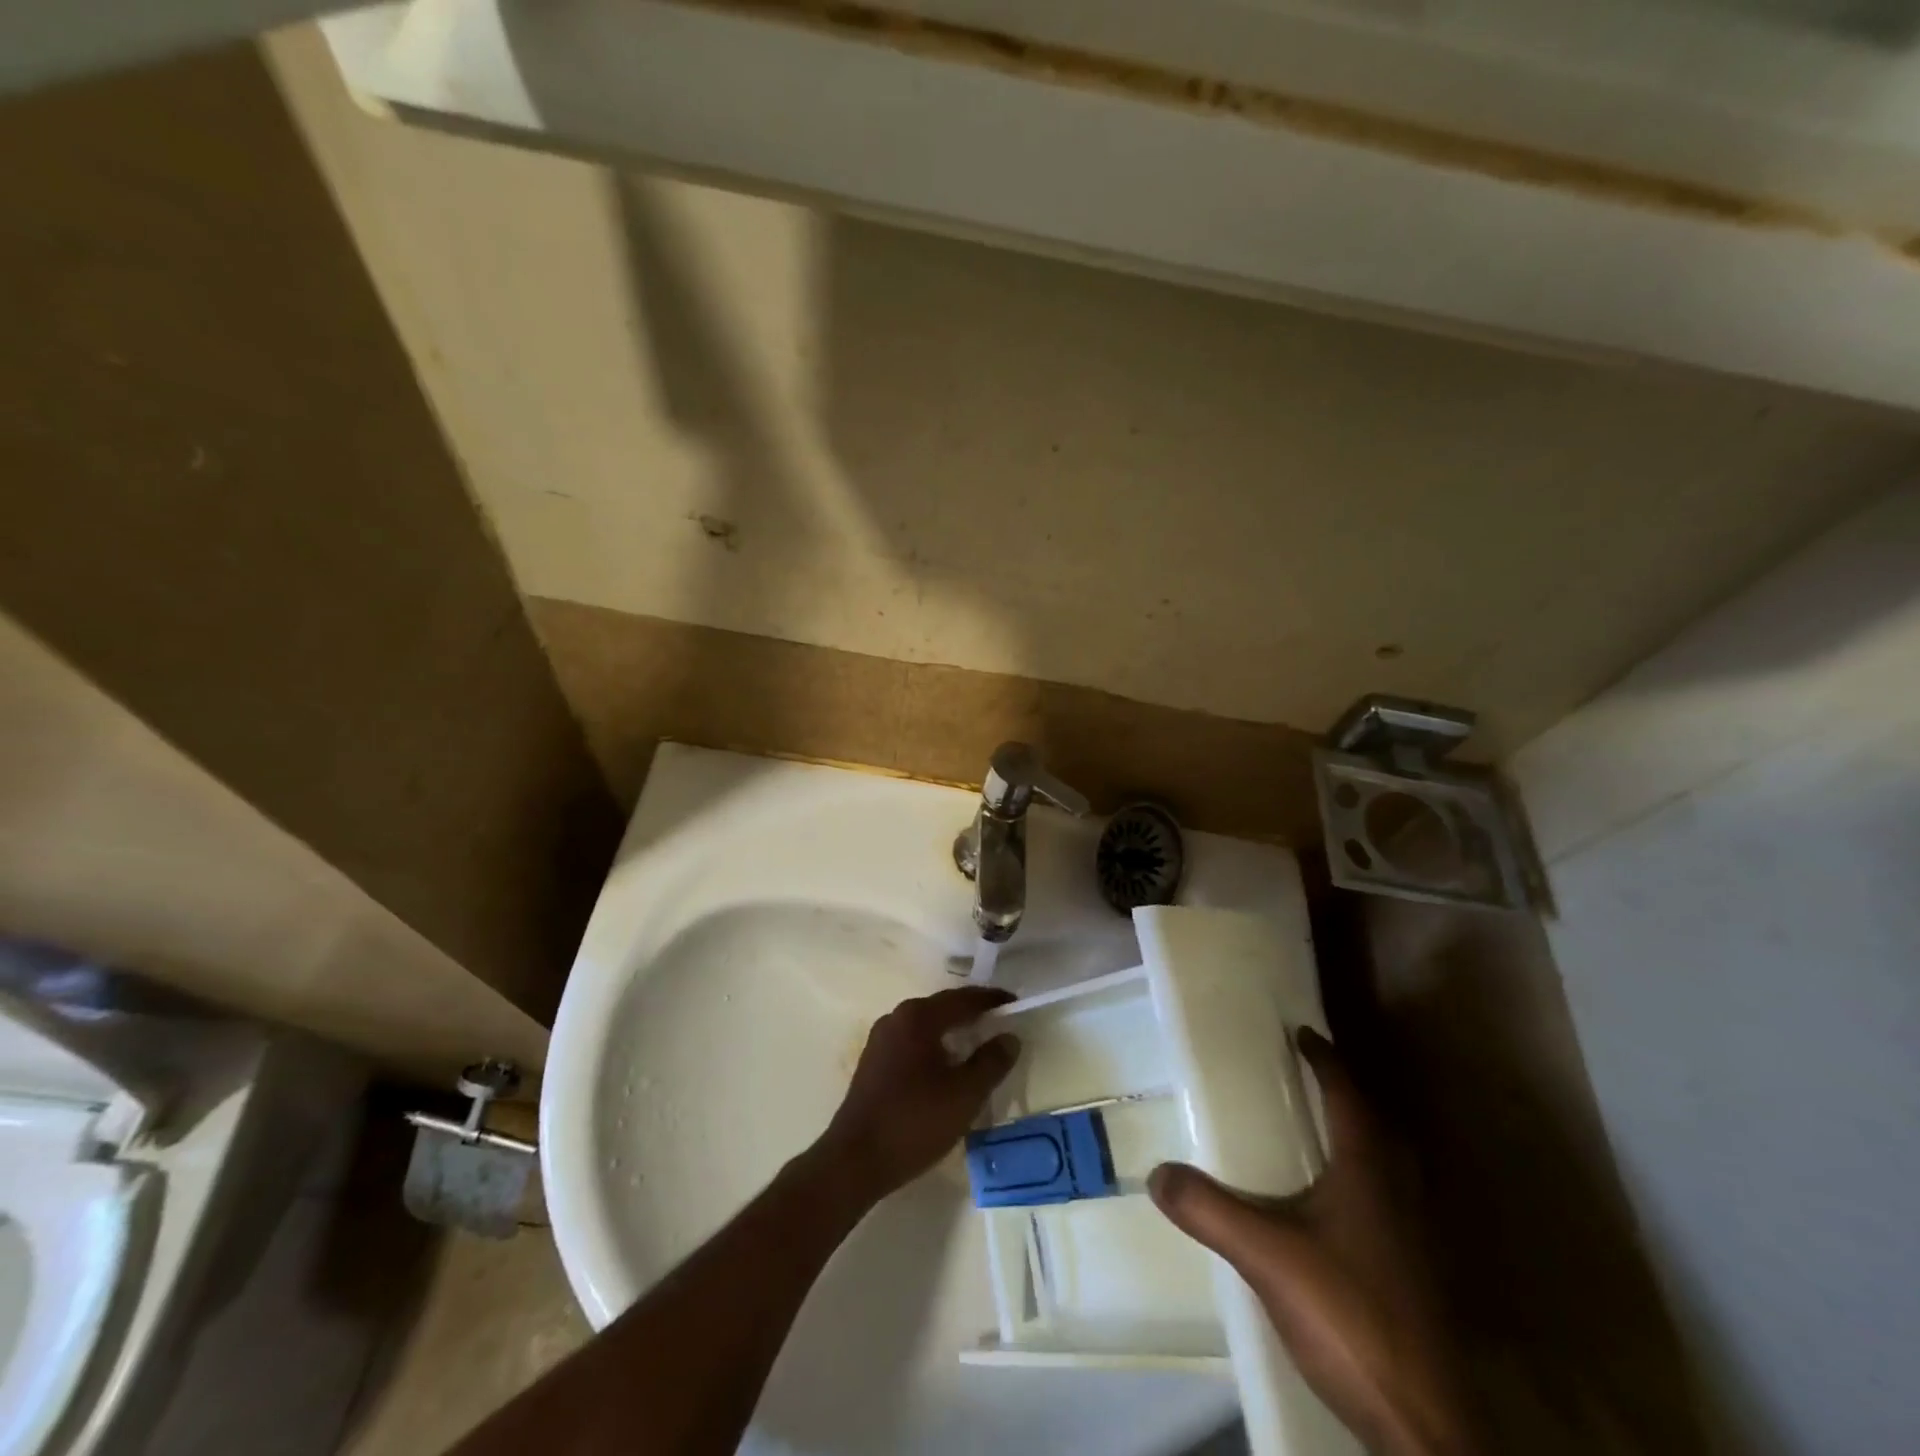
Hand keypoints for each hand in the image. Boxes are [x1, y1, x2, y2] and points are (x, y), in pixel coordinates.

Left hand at [820, 986, 1019, 1200]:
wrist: (855, 1160)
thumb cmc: (914, 1121)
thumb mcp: (965, 1094)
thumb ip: (992, 1062)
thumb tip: (1009, 1037)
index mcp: (918, 1016)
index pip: (963, 998)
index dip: (992, 1000)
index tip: (1015, 1003)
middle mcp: (897, 1017)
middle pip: (943, 1007)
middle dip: (972, 1014)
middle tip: (1001, 1023)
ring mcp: (881, 1039)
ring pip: (927, 1025)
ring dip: (953, 1031)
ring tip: (979, 1045)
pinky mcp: (873, 1061)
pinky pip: (913, 1042)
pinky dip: (935, 1046)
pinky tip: (947, 1067)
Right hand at [1149, 1030, 1475, 1455]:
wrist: (1421, 1423)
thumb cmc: (1348, 1314)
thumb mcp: (1265, 1255)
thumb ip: (1210, 1210)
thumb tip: (1157, 1173)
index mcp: (1369, 1170)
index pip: (1348, 1096)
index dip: (1326, 1060)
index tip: (1305, 1034)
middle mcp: (1400, 1193)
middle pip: (1378, 1125)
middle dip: (1346, 1095)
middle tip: (1311, 1079)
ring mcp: (1416, 1238)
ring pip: (1390, 1166)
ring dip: (1359, 1138)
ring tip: (1320, 1134)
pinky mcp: (1416, 1276)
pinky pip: (1390, 1202)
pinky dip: (1363, 1182)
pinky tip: (1335, 1210)